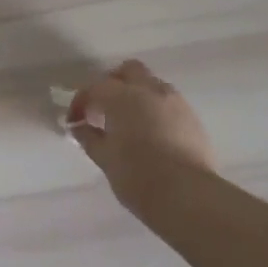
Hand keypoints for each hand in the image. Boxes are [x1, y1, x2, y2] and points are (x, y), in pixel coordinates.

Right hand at [68, 60, 215, 204]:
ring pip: (152, 85)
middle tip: (103, 110)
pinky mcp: (193, 118)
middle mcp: (150, 90)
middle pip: (129, 71)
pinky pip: (168, 103)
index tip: (74, 122)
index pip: (95, 88)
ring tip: (127, 124)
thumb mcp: (105, 158)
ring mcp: (176, 102)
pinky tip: (151, 135)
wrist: (186, 195)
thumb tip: (80, 127)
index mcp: (123, 97)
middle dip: (112, 85)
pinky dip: (155, 110)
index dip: (80, 103)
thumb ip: (89, 137)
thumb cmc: (137, 176)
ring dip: (136, 96)